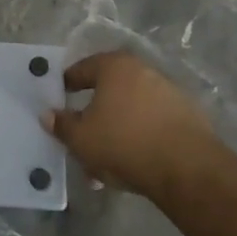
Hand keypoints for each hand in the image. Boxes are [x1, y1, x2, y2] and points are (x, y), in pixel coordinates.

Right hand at [46, 52, 217, 199]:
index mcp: (114, 66)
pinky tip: (133, 163)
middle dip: (93, 115)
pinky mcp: (188, 116)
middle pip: (108, 90)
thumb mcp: (81, 138)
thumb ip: (61, 125)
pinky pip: (152, 123)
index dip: (66, 85)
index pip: (81, 69)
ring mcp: (168, 92)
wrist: (187, 168)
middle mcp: (142, 70)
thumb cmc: (124, 143)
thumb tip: (48, 114)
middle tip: (81, 137)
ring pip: (130, 110)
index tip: (58, 102)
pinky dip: (139, 138)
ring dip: (116, 130)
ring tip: (105, 162)